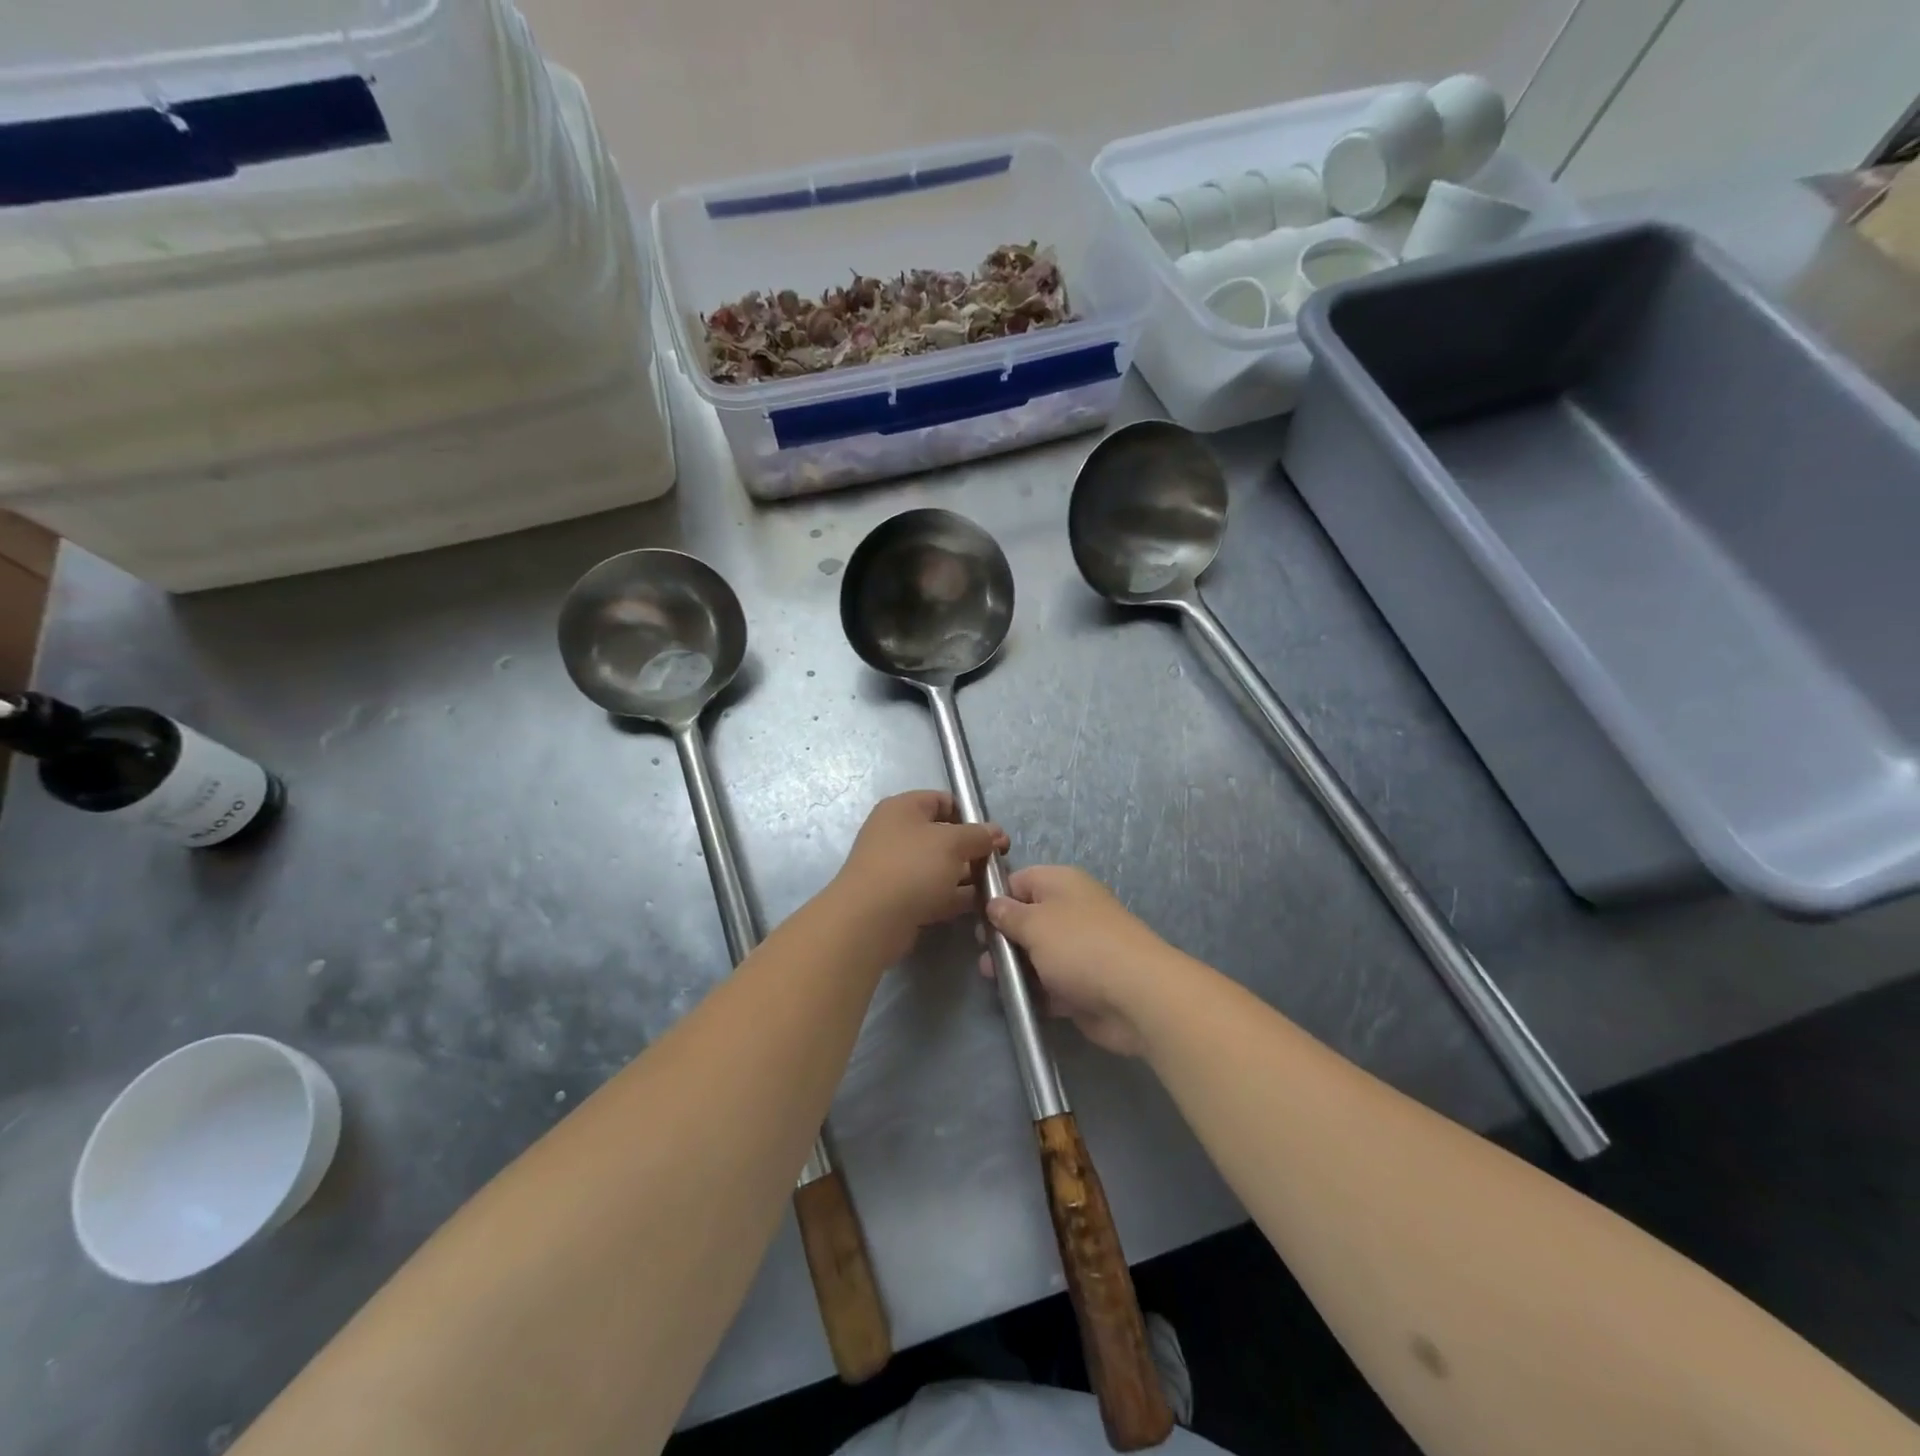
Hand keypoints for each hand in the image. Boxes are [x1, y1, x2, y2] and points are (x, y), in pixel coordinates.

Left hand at [835, 791, 1007, 960]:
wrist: (870, 921)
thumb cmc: (912, 867)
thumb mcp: (952, 843)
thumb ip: (978, 835)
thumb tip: (996, 833)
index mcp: (903, 809)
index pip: (942, 800)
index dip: (970, 814)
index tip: (993, 835)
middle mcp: (897, 834)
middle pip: (944, 835)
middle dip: (973, 849)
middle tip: (999, 864)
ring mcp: (898, 868)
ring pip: (941, 866)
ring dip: (967, 875)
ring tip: (995, 887)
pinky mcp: (901, 898)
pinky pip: (935, 891)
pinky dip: (956, 896)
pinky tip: (981, 905)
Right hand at [980, 866, 1184, 1056]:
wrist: (1136, 996)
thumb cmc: (1079, 946)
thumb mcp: (1034, 923)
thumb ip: (1008, 914)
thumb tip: (994, 904)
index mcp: (1062, 883)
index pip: (1020, 880)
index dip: (996, 897)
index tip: (975, 919)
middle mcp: (1072, 911)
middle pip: (1028, 919)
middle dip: (1003, 937)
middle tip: (984, 955)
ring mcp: (1080, 949)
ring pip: (1038, 954)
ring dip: (1016, 967)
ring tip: (993, 980)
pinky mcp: (1084, 984)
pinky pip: (1052, 983)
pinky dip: (1036, 991)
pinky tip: (1016, 1000)